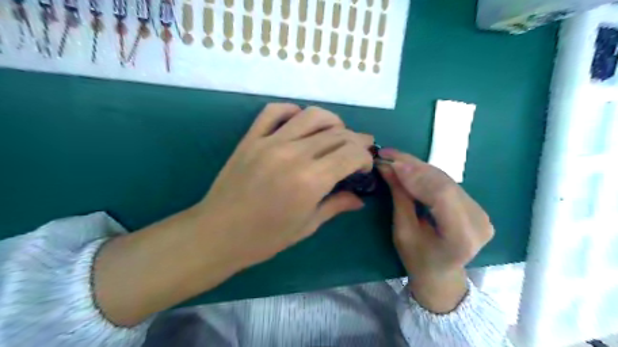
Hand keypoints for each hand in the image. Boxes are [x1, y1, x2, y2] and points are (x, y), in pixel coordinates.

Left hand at [91, 102, 370, 326]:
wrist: (218, 233)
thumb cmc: (265, 238)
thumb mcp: (307, 226)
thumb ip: (336, 205)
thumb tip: (359, 199)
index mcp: (311, 180)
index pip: (351, 153)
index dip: (364, 156)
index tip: (364, 166)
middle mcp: (294, 154)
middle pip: (337, 134)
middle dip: (356, 139)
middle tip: (360, 148)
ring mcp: (270, 142)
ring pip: (311, 116)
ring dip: (332, 121)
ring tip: (337, 133)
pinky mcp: (252, 138)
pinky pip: (274, 111)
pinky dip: (292, 111)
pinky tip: (300, 121)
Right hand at [373, 148, 495, 312]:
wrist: (441, 273)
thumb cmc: (417, 259)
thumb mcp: (403, 231)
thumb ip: (400, 198)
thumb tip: (387, 167)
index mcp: (462, 237)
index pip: (441, 195)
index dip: (416, 175)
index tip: (391, 163)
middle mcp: (478, 221)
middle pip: (444, 183)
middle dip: (413, 166)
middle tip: (388, 154)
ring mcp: (481, 212)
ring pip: (445, 179)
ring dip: (417, 166)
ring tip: (394, 157)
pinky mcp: (475, 205)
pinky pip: (447, 183)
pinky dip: (425, 173)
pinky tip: (408, 166)